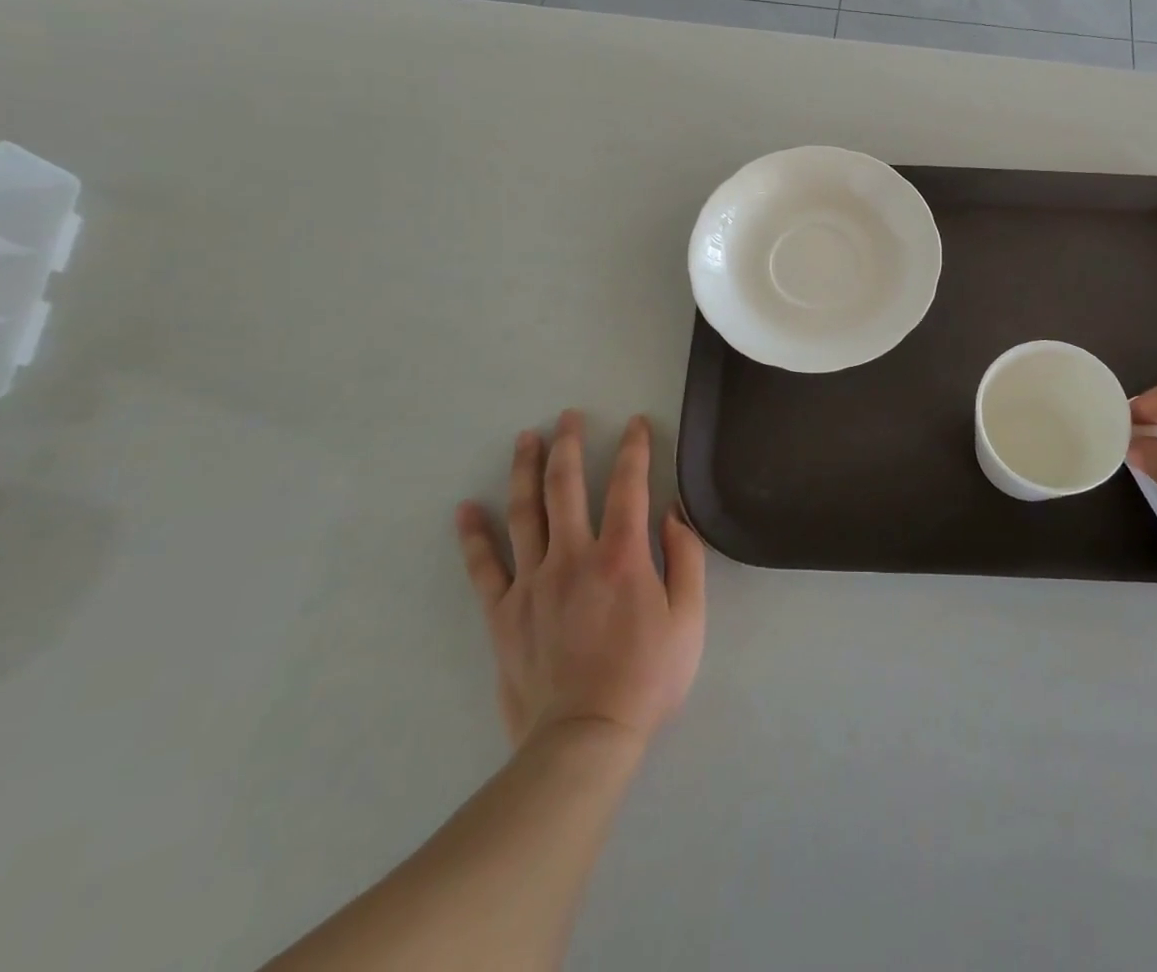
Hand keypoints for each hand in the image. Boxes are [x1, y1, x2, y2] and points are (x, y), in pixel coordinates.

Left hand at [455, 411, 705, 749]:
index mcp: (622, 555)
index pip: (628, 484)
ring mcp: (532, 583)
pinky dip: (474, 536)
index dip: (634, 449)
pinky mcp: (503, 613)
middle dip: (569, 444)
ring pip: (525, 513)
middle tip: (567, 416)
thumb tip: (672, 511)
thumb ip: (686, 558)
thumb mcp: (690, 618)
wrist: (584, 739)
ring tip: (526, 439)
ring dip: (525, 471)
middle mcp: (573, 556)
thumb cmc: (647, 677)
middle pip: (567, 486)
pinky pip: (484, 567)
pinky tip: (466, 510)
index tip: (636, 424)